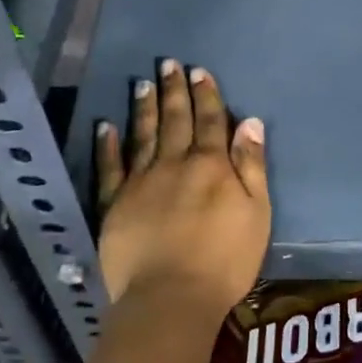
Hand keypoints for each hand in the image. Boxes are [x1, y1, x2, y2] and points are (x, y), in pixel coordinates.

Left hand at [93, 59, 269, 326]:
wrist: (171, 298)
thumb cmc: (225, 259)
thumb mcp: (256, 212)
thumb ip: (252, 166)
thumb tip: (249, 122)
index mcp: (211, 165)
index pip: (210, 121)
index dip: (206, 95)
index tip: (199, 71)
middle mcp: (175, 164)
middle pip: (175, 120)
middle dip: (174, 91)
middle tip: (168, 64)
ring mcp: (141, 182)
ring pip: (143, 135)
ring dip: (144, 108)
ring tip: (142, 83)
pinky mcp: (115, 204)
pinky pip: (110, 168)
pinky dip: (107, 145)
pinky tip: (105, 126)